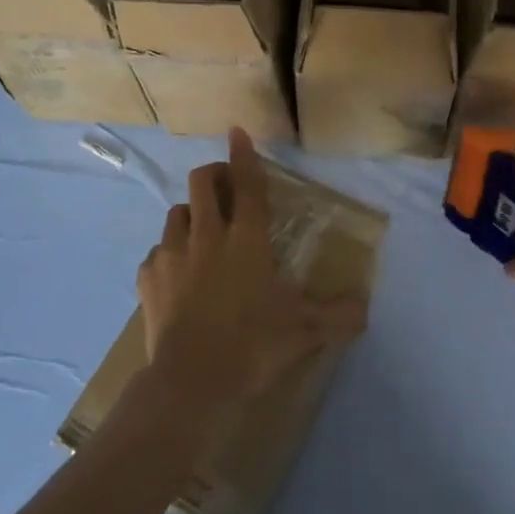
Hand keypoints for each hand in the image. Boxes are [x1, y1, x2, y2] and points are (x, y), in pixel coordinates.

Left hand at [137, 128, 366, 414]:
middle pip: (203, 183)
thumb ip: (338, 316)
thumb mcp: (304, 331)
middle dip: (214, 174)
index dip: (244, 155)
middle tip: (225, 187)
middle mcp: (207, 236)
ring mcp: (172, 254)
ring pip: (176, 212)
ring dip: (191, 214)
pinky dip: (168, 255)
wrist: (192, 381)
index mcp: (247, 240)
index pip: (247, 185)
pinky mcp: (148, 278)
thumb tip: (366, 308)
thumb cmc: (253, 345)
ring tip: (201, 232)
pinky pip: (157, 253)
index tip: (237, 132)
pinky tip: (176, 275)